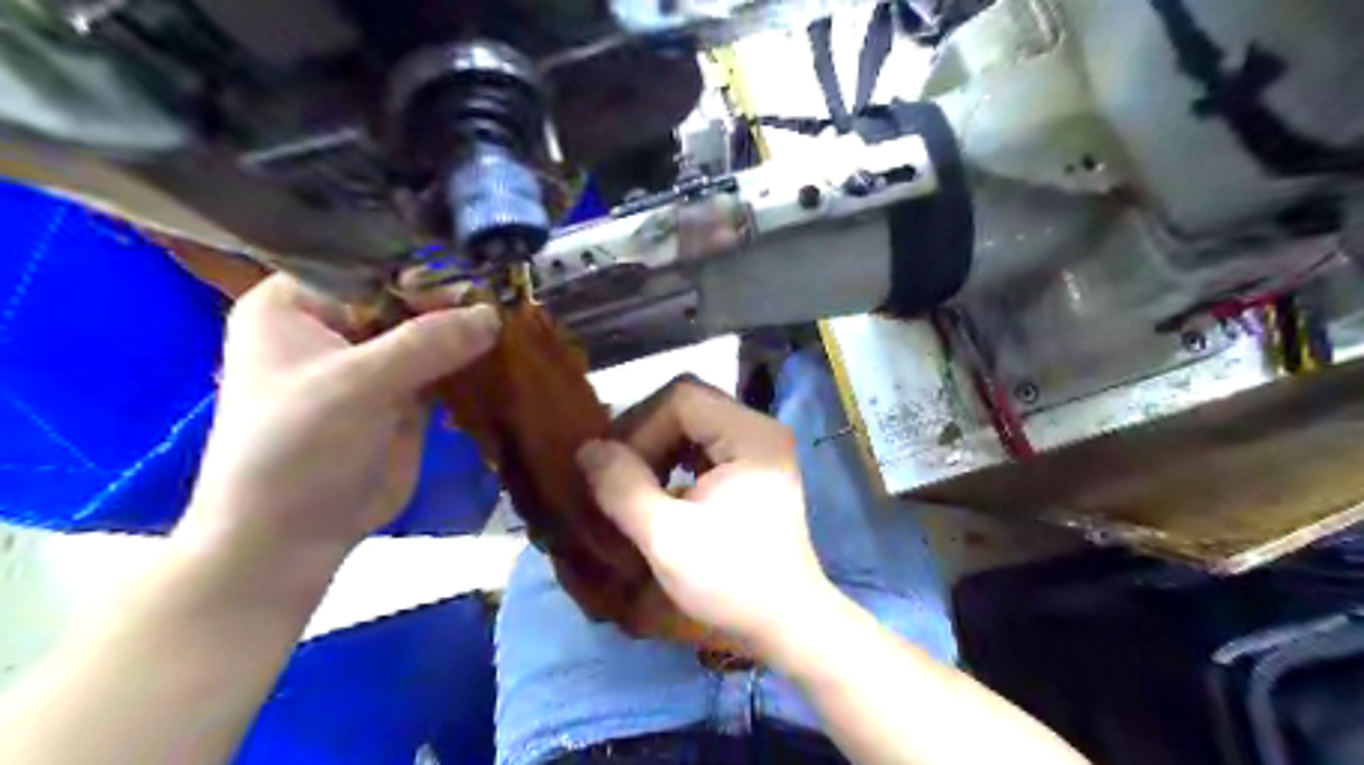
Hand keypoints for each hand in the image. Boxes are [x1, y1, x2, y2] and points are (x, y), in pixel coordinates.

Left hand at [177, 274, 499, 566]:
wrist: (294, 535)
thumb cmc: (299, 447)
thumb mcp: (358, 384)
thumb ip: (427, 343)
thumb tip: (493, 313)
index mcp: (297, 306)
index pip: (368, 265)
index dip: (422, 266)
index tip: (477, 273)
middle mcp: (335, 326)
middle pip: (405, 296)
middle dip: (453, 300)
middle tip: (507, 298)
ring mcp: (373, 362)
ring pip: (429, 332)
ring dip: (467, 332)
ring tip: (517, 321)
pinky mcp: (403, 395)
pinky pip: (443, 367)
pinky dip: (471, 363)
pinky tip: (506, 353)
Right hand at [574, 380, 832, 654]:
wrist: (786, 622)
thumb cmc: (732, 581)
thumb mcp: (667, 538)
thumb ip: (623, 488)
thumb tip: (587, 448)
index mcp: (750, 435)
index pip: (682, 399)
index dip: (640, 427)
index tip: (617, 471)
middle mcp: (759, 429)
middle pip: (687, 405)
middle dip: (645, 435)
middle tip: (617, 473)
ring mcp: (758, 448)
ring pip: (693, 423)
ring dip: (657, 447)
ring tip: (634, 482)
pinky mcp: (752, 468)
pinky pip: (703, 445)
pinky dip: (674, 461)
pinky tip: (659, 490)